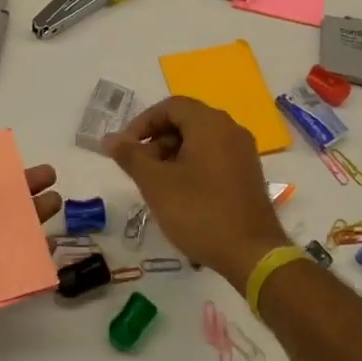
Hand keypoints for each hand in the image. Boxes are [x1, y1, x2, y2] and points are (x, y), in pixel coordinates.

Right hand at [105, 97, 288, 294]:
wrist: (251, 254)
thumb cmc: (199, 212)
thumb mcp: (156, 184)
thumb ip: (131, 156)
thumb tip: (110, 138)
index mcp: (210, 124)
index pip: (171, 106)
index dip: (143, 122)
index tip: (125, 147)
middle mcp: (231, 130)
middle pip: (186, 121)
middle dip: (157, 139)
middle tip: (138, 167)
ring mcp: (244, 152)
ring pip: (200, 140)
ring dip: (173, 153)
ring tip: (156, 183)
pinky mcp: (248, 173)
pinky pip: (215, 155)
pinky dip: (192, 164)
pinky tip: (180, 192)